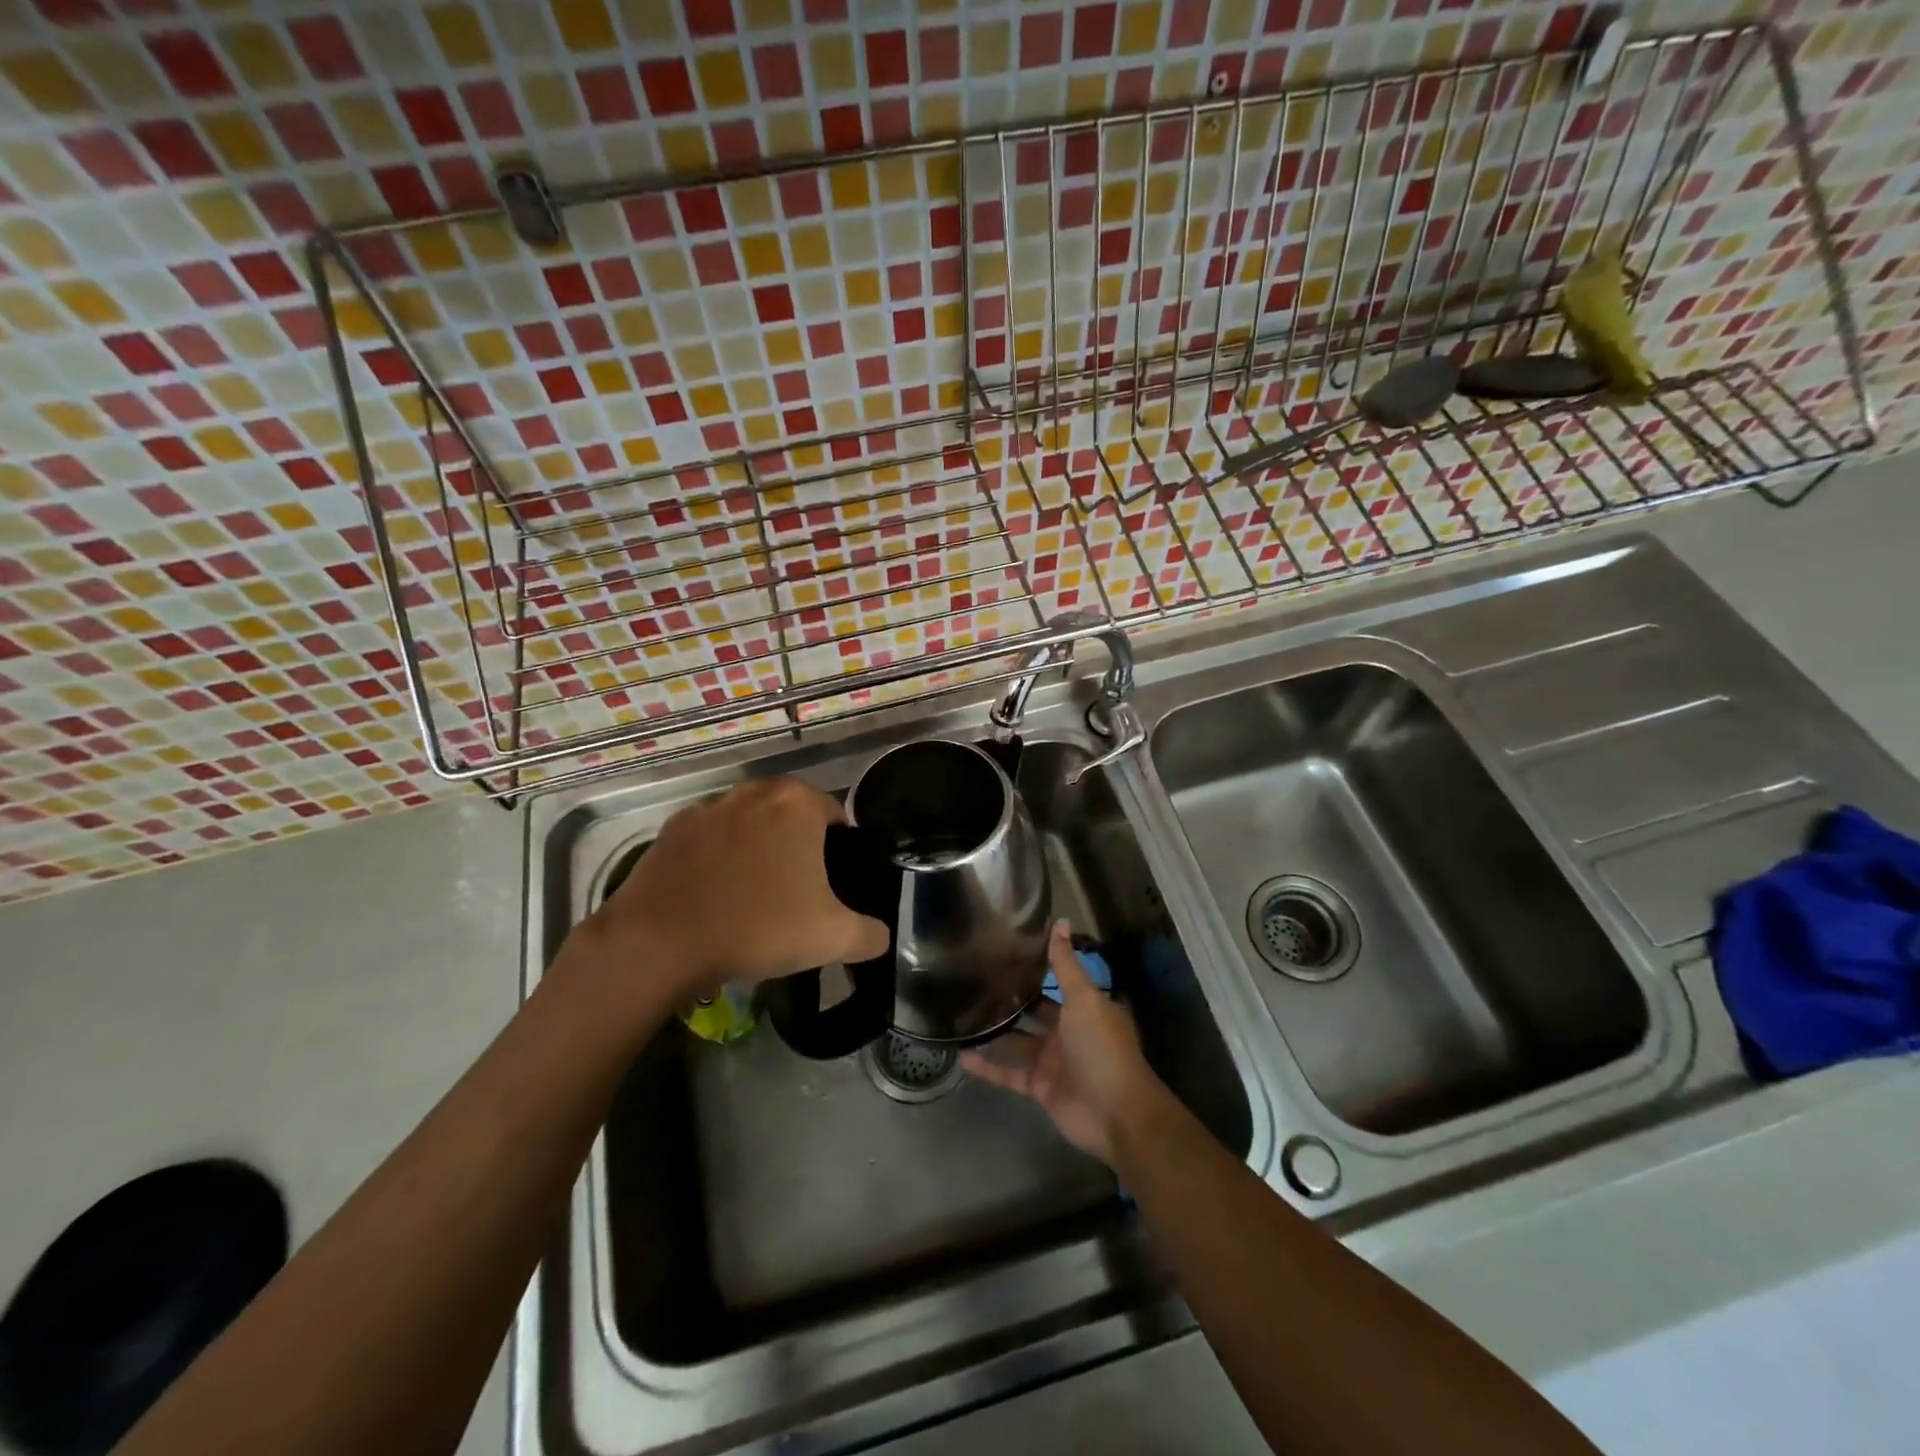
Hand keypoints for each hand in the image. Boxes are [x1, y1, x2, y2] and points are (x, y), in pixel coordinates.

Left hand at [574, 777, 890, 1002]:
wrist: (660, 941)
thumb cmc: (758, 927)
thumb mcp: (832, 939)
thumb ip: (871, 934)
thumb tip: (879, 936)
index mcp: (799, 804)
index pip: (836, 815)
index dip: (839, 850)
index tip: (830, 886)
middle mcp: (755, 791)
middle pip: (791, 815)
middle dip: (797, 846)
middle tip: (796, 892)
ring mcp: (709, 806)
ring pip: (749, 823)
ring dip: (757, 848)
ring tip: (753, 895)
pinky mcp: (673, 827)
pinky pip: (710, 837)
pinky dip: (718, 857)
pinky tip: (714, 894)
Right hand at [960, 920, 1162, 1164]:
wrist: (1116, 1113)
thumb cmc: (1102, 1047)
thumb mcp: (1084, 999)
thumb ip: (1066, 964)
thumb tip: (1060, 921)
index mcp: (1083, 1008)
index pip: (1056, 982)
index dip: (1034, 968)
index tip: (1004, 951)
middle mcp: (1067, 1031)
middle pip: (1034, 1012)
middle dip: (1010, 999)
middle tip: (974, 980)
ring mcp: (1052, 1061)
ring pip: (1016, 1042)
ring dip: (993, 1032)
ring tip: (961, 1014)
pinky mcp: (1038, 1087)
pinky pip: (1008, 1073)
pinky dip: (987, 1067)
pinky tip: (961, 1056)